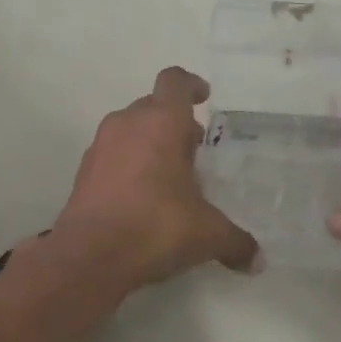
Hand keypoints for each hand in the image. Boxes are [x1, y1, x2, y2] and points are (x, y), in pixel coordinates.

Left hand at [53, 67, 258, 288]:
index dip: (190, 84)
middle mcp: (127, 124)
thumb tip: (256, 259)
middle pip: (152, 105)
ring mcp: (99, 147)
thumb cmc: (156, 227)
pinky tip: (140, 197)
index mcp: (162, 122)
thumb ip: (236, 241)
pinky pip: (111, 156)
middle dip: (173, 121)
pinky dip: (127, 165)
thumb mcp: (208, 235)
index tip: (204, 97)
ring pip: (128, 129)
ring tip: (168, 175)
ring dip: (148, 142)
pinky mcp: (83, 173)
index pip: (175, 82)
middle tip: (192, 148)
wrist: (90, 256)